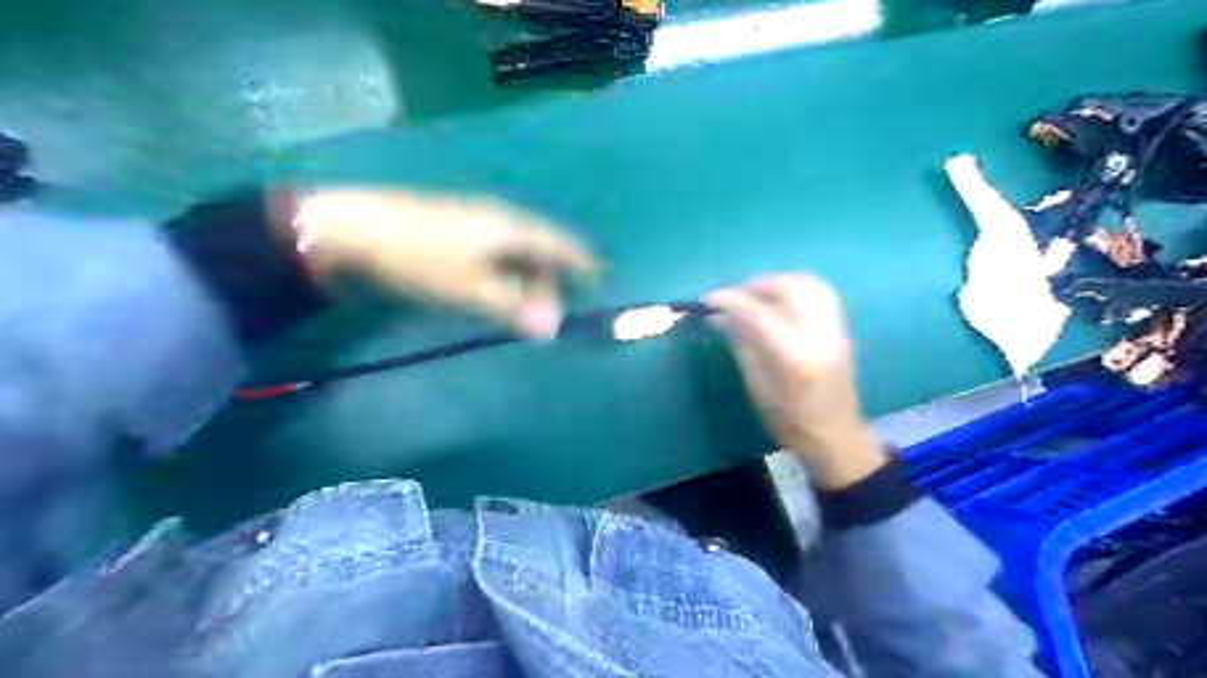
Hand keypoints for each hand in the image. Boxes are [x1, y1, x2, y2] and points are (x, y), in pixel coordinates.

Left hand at [288, 187, 596, 335]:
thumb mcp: (471, 289)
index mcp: (510, 229)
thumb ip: (513, 308)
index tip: (596, 278)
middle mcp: (497, 220)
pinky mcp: (450, 232)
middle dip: (548, 279)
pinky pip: (492, 254)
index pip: (558, 244)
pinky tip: (491, 291)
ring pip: (513, 252)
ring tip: (522, 307)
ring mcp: (472, 223)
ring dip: (524, 279)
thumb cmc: (419, 260)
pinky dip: (502, 275)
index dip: (579, 261)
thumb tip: (552, 327)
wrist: (350, 231)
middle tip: (549, 312)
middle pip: (537, 249)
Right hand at [708, 276, 883, 491]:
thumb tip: (719, 316)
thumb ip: (740, 344)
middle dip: (753, 285)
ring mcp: (834, 328)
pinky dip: (797, 287)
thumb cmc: (789, 421)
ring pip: (807, 282)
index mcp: (792, 355)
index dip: (729, 300)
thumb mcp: (756, 386)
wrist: (835, 436)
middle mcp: (817, 334)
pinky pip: (821, 291)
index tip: (707, 301)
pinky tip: (780, 300)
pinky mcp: (842, 328)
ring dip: (776, 282)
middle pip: (785, 287)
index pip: (756, 312)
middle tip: (731, 297)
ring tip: (755, 295)